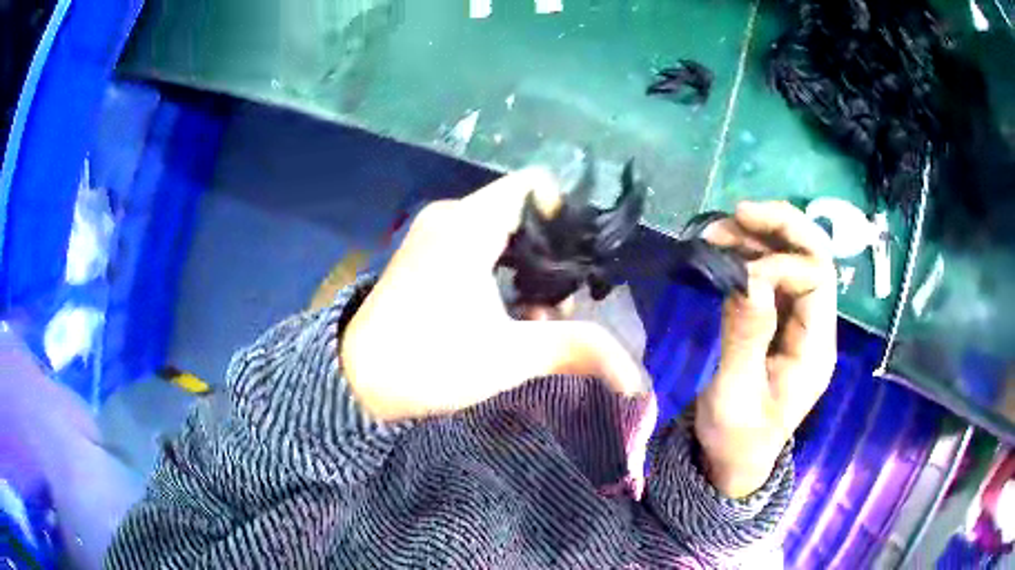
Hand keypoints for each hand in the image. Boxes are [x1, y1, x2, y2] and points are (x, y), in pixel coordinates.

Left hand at [341, 170, 648, 420]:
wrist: (355, 381)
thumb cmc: (428, 364)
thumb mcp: (509, 356)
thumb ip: (578, 351)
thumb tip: (636, 376)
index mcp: (468, 223)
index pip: (535, 186)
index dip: (568, 217)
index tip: (579, 265)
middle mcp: (449, 214)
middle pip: (522, 210)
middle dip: (551, 254)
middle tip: (561, 304)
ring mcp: (432, 232)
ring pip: (501, 229)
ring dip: (528, 266)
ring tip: (536, 315)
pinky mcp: (424, 252)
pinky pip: (478, 242)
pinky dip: (502, 268)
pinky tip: (506, 310)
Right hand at [695, 201, 837, 497]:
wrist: (733, 460)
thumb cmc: (737, 438)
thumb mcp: (735, 397)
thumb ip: (746, 340)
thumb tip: (750, 279)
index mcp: (816, 348)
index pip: (817, 281)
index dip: (782, 264)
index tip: (738, 275)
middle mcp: (815, 326)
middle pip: (815, 258)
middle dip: (783, 227)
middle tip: (739, 212)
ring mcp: (798, 321)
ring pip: (793, 259)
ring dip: (760, 236)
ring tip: (718, 229)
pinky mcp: (777, 321)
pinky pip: (772, 275)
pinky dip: (750, 254)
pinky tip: (724, 248)